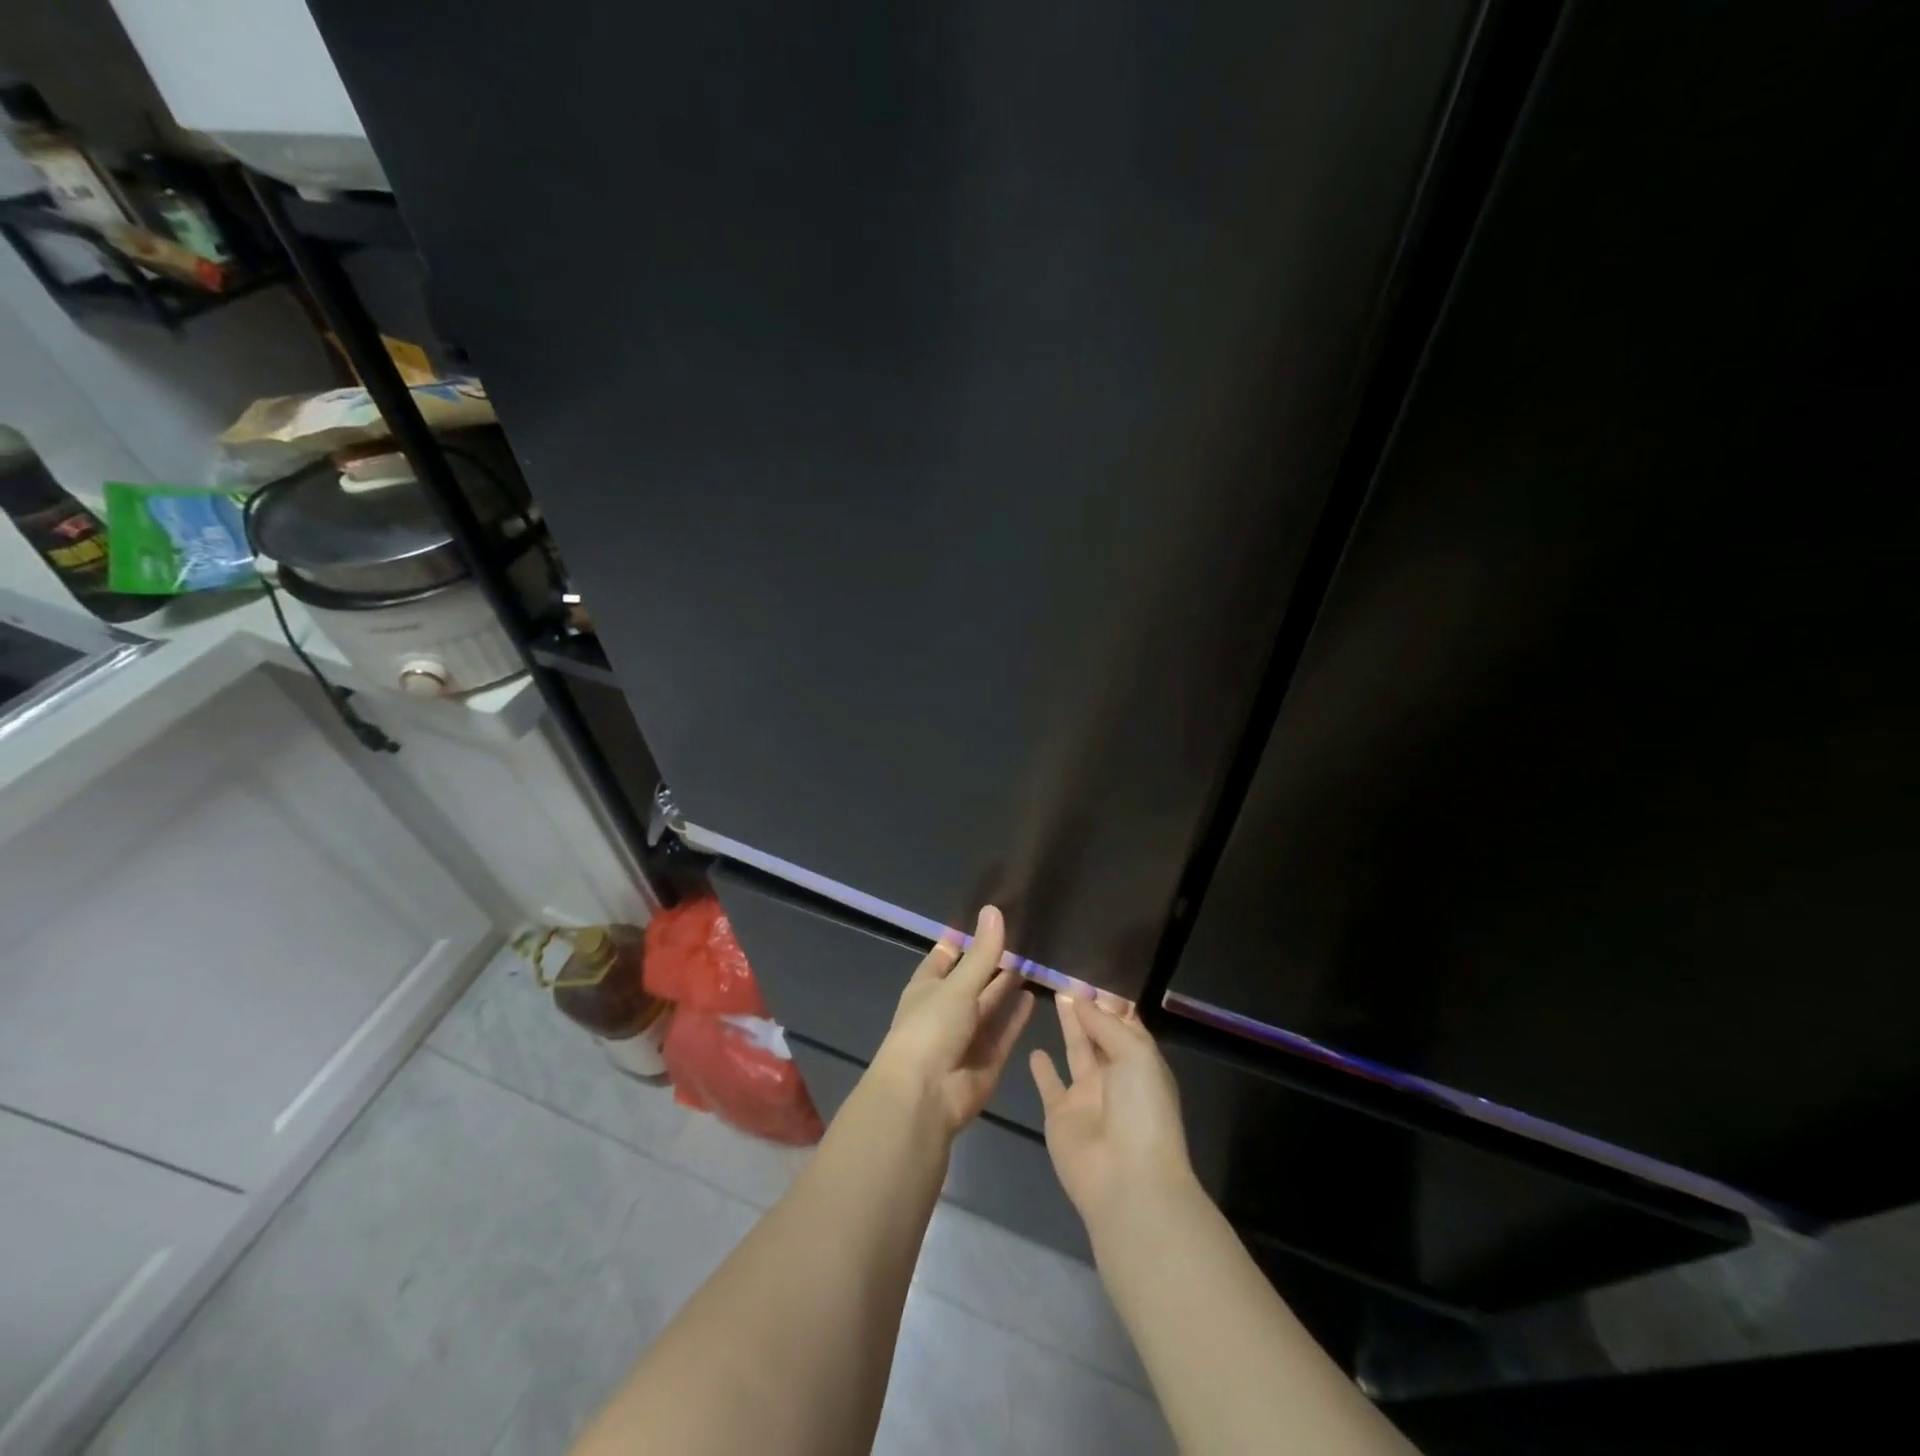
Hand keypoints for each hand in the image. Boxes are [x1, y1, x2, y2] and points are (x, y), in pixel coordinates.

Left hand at [870, 905, 1034, 1135]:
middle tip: (1024, 937)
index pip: (947, 955)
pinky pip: (1005, 1031)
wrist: (925, 1096)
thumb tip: (994, 909)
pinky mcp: (987, 1059)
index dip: (964, 939)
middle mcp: (947, 1009)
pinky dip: (1017, 1016)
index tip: (989, 918)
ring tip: (1033, 961)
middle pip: (974, 980)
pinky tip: (1033, 996)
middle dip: (994, 962)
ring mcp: (967, 1035)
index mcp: (928, 987)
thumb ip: (982, 952)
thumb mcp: (958, 985)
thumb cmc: (931, 1028)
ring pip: (991, 1004)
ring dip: (1008, 986)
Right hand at [1031, 995, 1192, 1225]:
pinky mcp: (1060, 1115)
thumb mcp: (1135, 1055)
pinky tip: (1033, 1050)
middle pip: (1100, 1035)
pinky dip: (1042, 1070)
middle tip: (1067, 981)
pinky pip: (1049, 1085)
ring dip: (1069, 1028)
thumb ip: (1105, 1024)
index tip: (1092, 977)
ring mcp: (1087, 1097)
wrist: (1126, 1179)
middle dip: (1088, 1010)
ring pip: (1076, 1052)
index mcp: (1141, 1063)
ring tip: (1056, 998)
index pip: (1126, 1025)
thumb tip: (1082, 999)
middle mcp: (1115, 1077)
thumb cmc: (1141, 1109)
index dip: (1110, 1003)